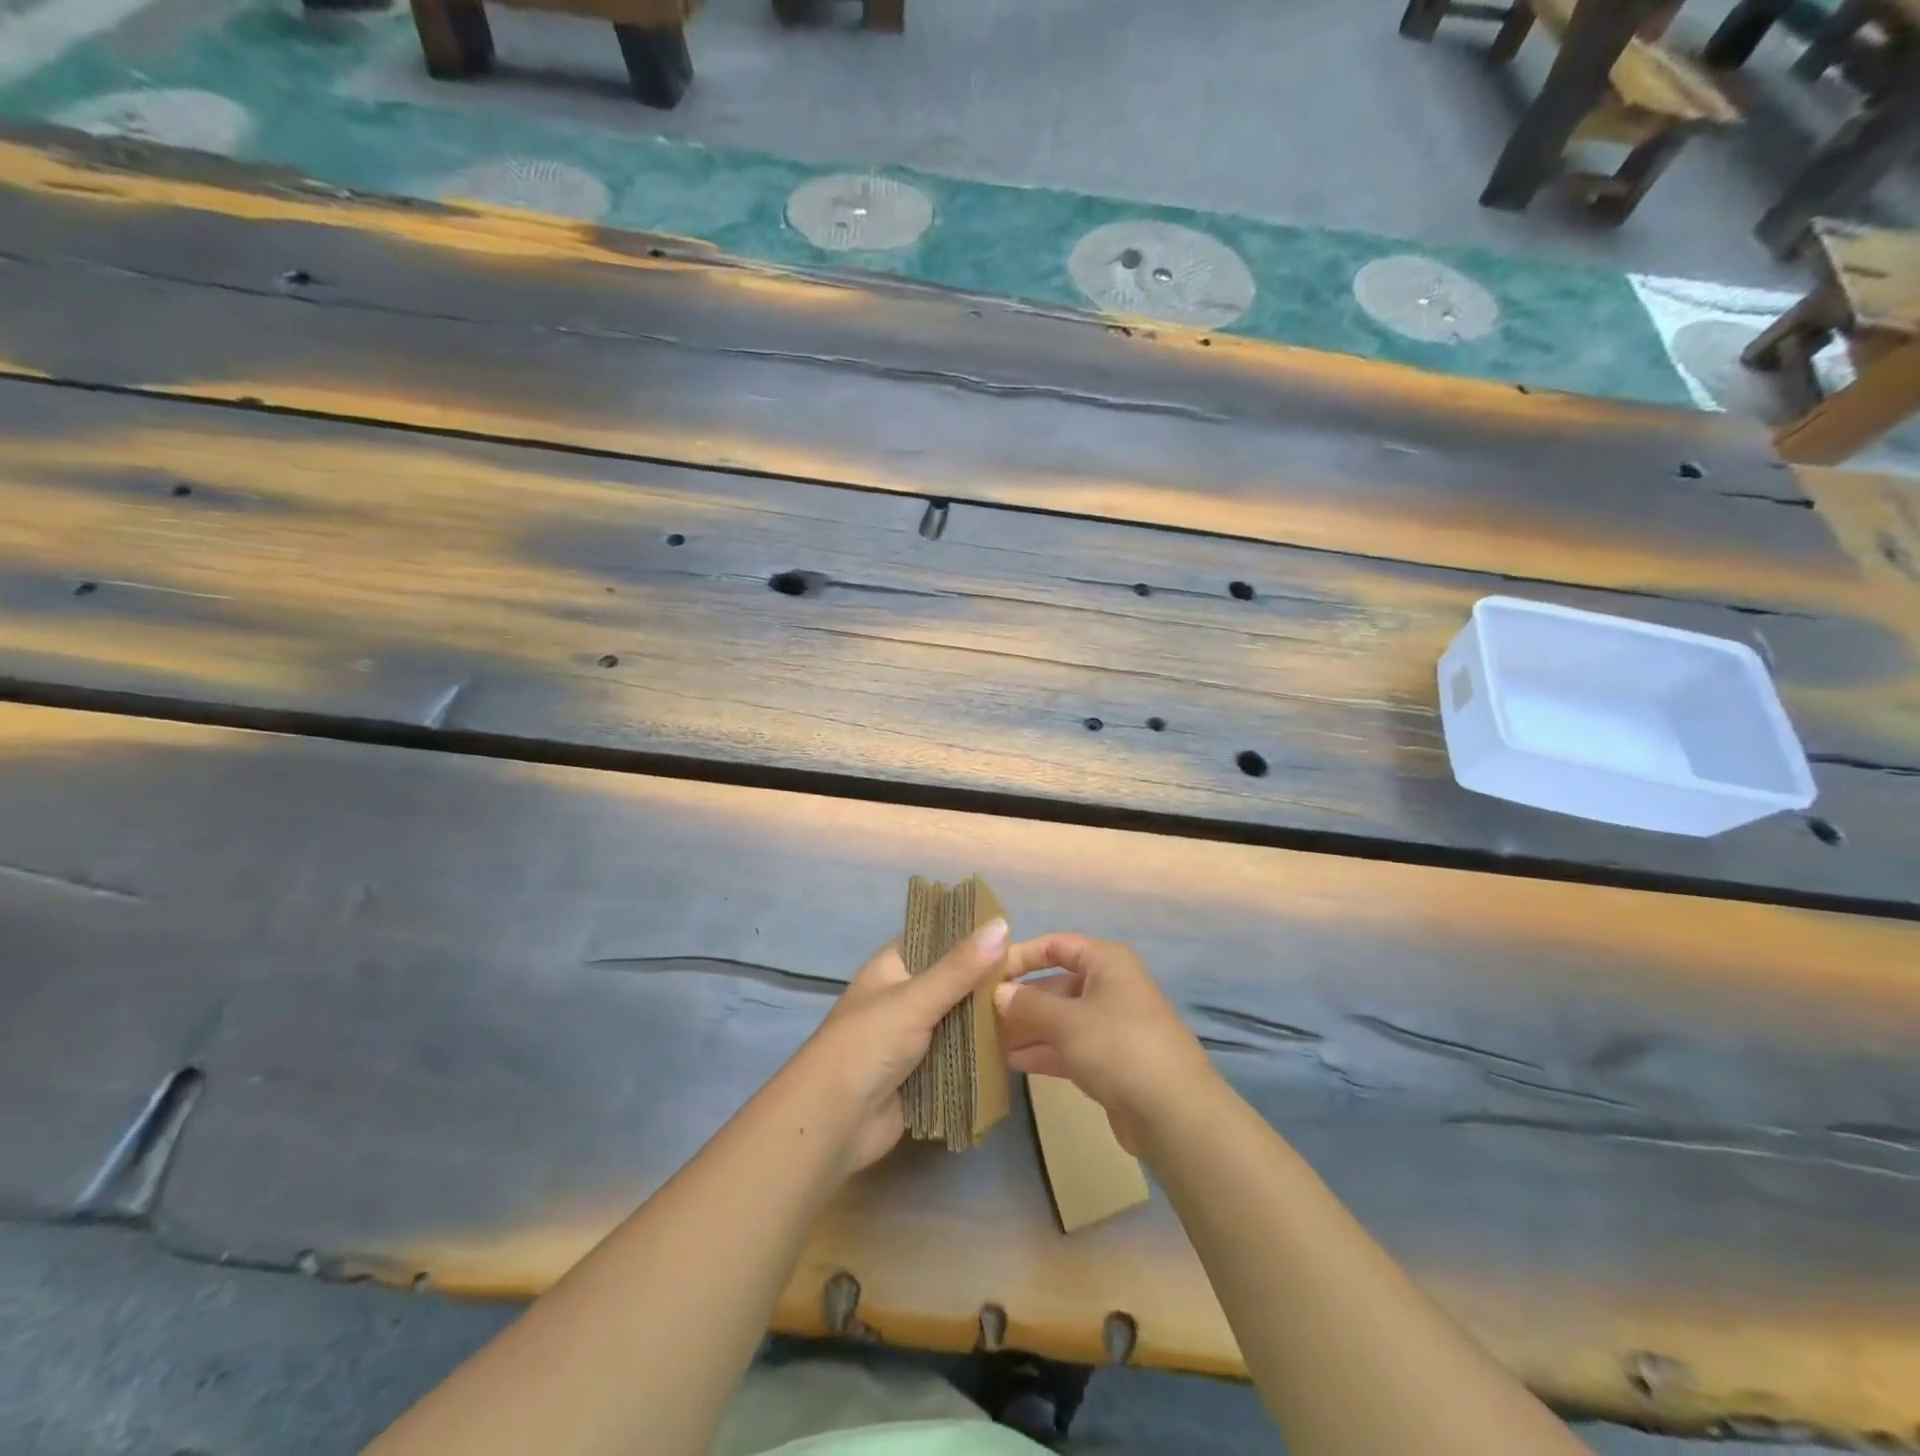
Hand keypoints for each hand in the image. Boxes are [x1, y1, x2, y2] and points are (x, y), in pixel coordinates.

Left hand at [791, 918, 1009, 1174]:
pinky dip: (981, 1054)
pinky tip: (1018, 1047)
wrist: (834, 1121)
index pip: (933, 937)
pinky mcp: (924, 1074)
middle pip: (951, 981)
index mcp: (892, 968)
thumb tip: (1002, 924)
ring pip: (958, 1020)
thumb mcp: (915, 999)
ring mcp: (913, 1038)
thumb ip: (960, 967)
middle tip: (1034, 972)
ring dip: (987, 1019)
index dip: (967, 932)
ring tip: (1035, 1005)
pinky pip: (959, 1057)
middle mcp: (902, 998)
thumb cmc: (868, 1044)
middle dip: (985, 980)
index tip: (1010, 930)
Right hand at [994, 934, 1214, 1154]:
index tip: (988, 972)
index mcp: (1106, 962)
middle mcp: (1110, 986)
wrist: (1174, 1113)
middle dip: (1020, 999)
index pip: (1057, 945)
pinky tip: (1010, 1061)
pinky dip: (1043, 1051)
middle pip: (1056, 984)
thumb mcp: (1066, 1021)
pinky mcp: (1111, 1062)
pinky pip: (1069, 1047)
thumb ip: (1027, 1005)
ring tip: (987, 1040)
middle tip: (980, 1014)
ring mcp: (1112, 1026)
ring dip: (1027, 1028)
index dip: (1022, 955)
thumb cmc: (1118, 1046)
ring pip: (1060, 1019)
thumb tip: (998, 993)